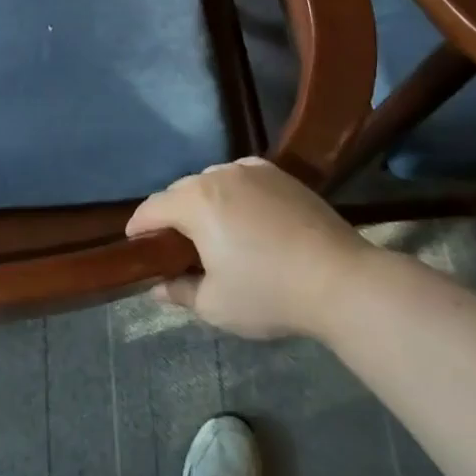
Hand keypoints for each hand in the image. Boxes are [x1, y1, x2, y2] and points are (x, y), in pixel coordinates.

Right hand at [127, 158, 367, 339]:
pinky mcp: (281, 175)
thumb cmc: (269, 293)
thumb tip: (158, 286)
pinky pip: (242, 177)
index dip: (138, 227)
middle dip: (171, 215)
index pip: (152, 208)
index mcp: (196, 202)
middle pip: (181, 190)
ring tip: (211, 231)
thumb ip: (179, 291)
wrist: (341, 279)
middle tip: (174, 246)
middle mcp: (219, 175)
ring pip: (212, 180)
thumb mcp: (215, 304)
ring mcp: (253, 170)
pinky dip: (233, 193)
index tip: (135, 245)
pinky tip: (244, 216)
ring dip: (203, 201)